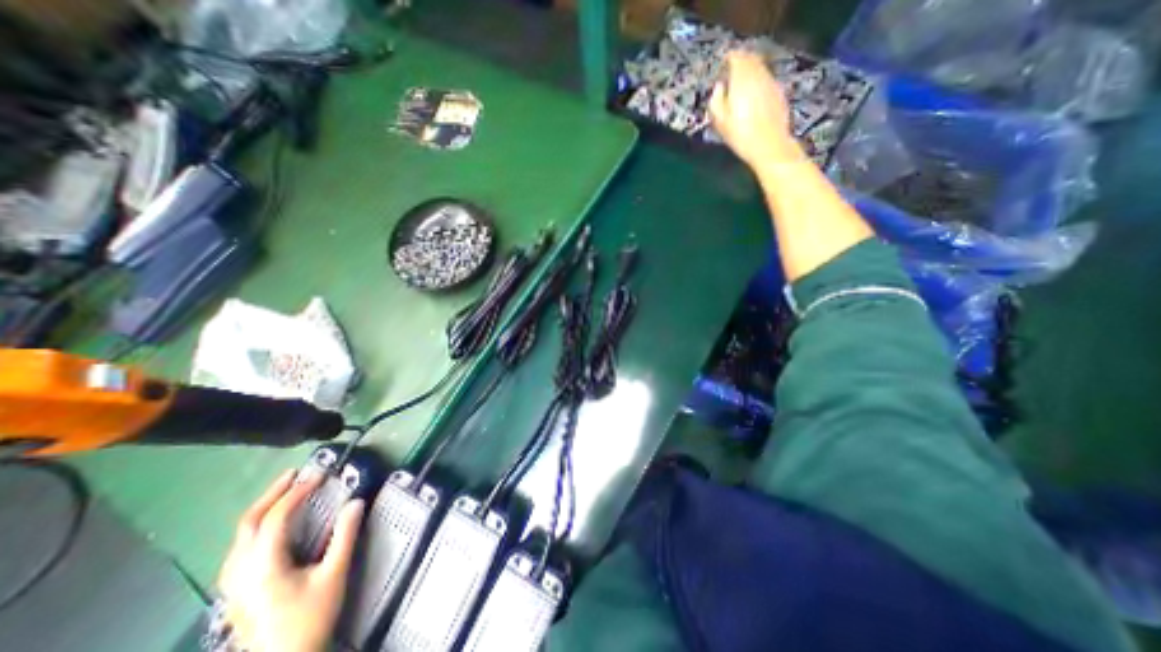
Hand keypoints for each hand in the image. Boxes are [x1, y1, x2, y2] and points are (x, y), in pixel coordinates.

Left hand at [215, 467, 363, 651]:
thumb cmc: (308, 619)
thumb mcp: (333, 575)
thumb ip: (344, 537)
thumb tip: (356, 502)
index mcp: (262, 566)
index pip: (275, 518)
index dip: (297, 493)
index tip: (319, 475)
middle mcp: (240, 571)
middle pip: (247, 523)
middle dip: (271, 494)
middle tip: (295, 474)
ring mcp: (232, 584)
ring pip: (239, 537)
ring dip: (262, 509)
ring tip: (285, 492)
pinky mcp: (235, 591)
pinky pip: (239, 549)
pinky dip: (256, 527)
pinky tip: (270, 527)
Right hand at [707, 50, 799, 171]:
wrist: (770, 146)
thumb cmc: (740, 135)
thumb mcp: (720, 121)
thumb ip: (716, 99)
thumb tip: (719, 87)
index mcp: (742, 79)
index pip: (736, 57)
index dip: (728, 59)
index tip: (722, 65)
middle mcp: (759, 75)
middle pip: (750, 59)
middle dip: (740, 62)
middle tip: (731, 72)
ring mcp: (771, 83)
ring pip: (760, 69)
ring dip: (750, 72)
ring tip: (741, 84)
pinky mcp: (779, 93)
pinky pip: (767, 80)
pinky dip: (759, 82)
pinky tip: (753, 96)